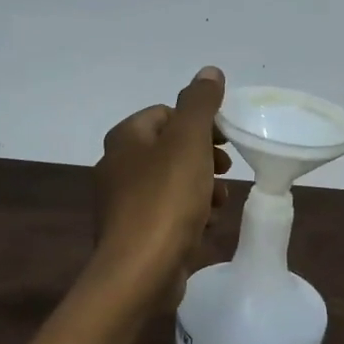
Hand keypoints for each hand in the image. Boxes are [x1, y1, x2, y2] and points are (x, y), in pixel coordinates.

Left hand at [92, 67, 230, 304]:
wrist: (140, 271)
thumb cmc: (166, 199)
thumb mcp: (189, 141)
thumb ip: (200, 104)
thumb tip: (209, 71)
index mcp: (125, 139)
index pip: (167, 114)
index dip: (200, 123)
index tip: (225, 140)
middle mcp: (118, 167)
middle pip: (171, 149)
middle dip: (204, 159)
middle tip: (226, 170)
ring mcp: (123, 204)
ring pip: (173, 183)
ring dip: (202, 189)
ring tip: (219, 203)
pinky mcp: (134, 235)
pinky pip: (168, 214)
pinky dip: (189, 215)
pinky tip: (205, 227)